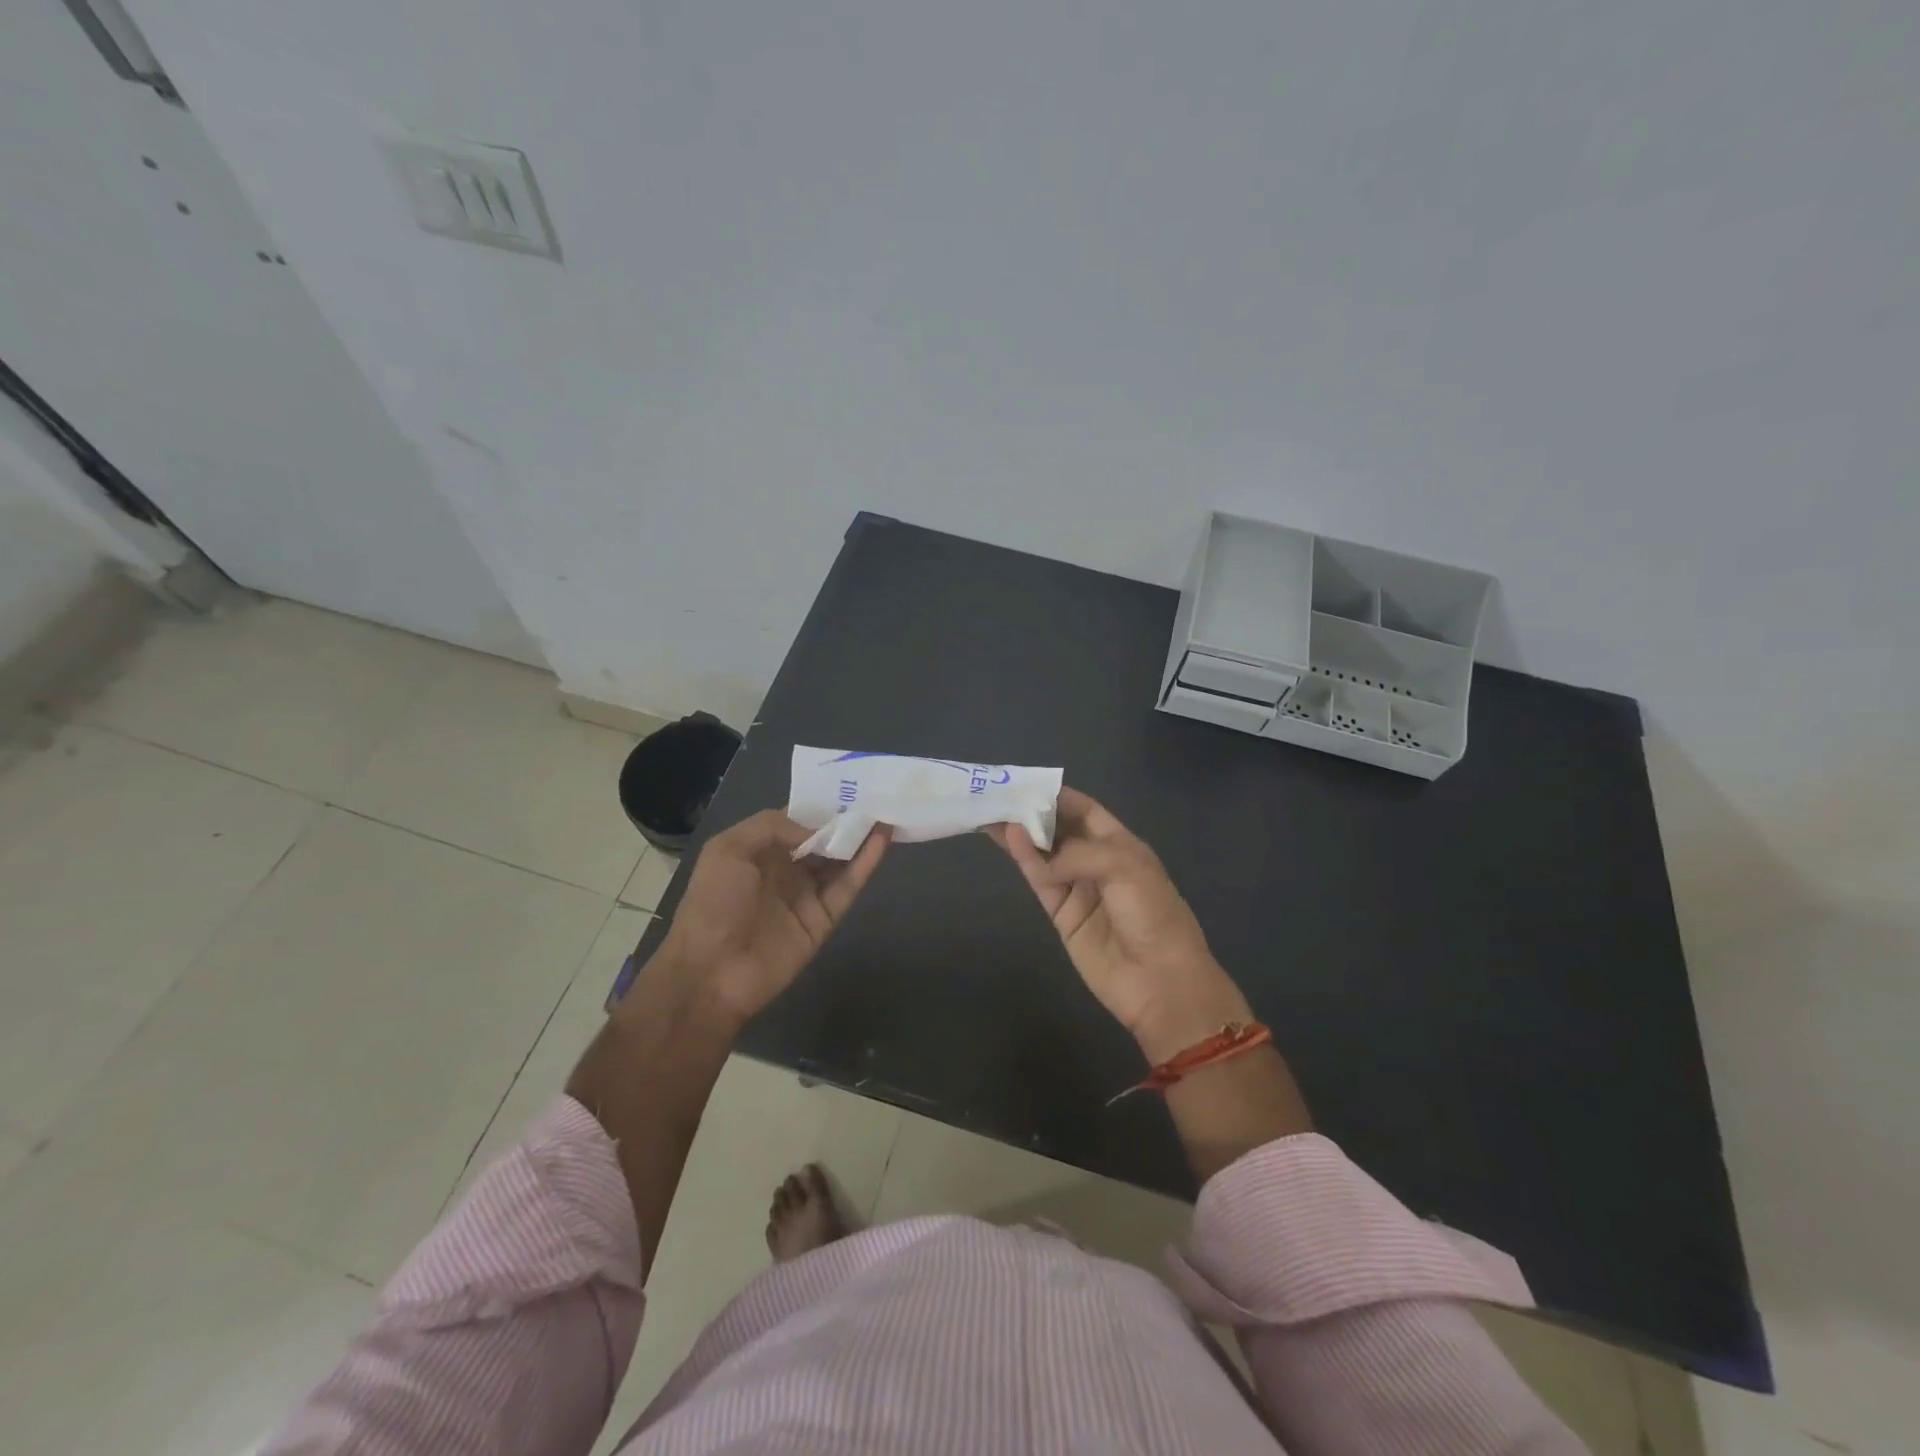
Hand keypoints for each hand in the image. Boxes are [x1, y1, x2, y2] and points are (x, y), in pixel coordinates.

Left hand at [657, 810, 890, 1021]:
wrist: (711, 972)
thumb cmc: (713, 903)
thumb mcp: (728, 850)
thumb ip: (771, 826)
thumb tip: (816, 829)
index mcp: (758, 852)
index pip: (795, 822)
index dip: (819, 806)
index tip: (846, 786)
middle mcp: (784, 870)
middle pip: (822, 840)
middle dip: (845, 820)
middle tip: (877, 794)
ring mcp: (806, 896)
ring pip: (840, 861)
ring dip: (861, 837)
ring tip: (887, 810)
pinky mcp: (824, 920)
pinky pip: (848, 887)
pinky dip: (866, 863)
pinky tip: (882, 839)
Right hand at [990, 788, 1251, 1061]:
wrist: (1161, 982)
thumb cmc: (1152, 914)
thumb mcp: (1124, 867)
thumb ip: (1078, 854)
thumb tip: (1041, 861)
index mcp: (1122, 845)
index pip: (1086, 810)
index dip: (1058, 796)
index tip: (1026, 782)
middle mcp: (1098, 862)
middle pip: (1060, 830)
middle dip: (1033, 813)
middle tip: (999, 796)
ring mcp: (1078, 889)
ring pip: (1044, 854)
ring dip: (1022, 834)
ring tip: (992, 813)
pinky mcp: (1062, 914)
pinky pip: (1040, 880)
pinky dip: (1025, 860)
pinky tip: (1009, 839)